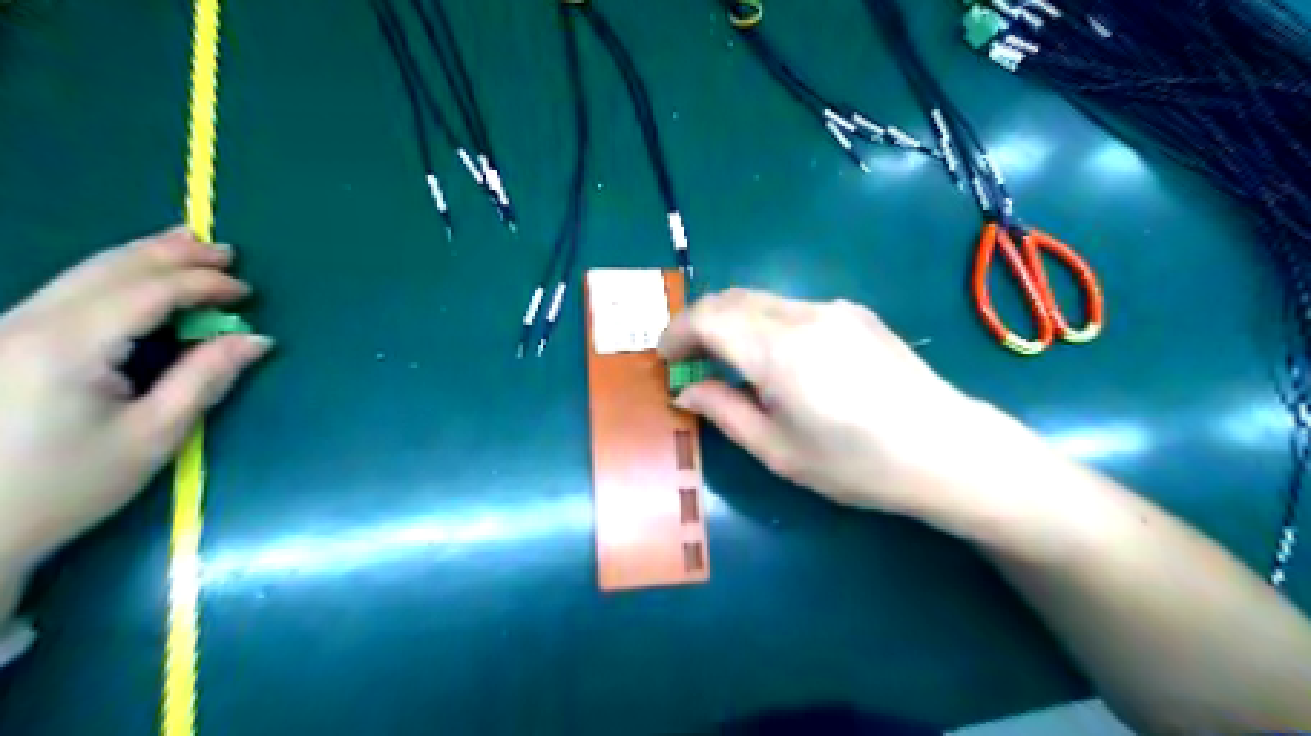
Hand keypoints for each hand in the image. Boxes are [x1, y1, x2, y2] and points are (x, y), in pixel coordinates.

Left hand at [1, 227, 270, 572]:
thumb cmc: (68, 486)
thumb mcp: (153, 435)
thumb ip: (206, 378)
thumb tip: (255, 339)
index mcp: (67, 347)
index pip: (146, 292)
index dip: (202, 284)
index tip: (247, 292)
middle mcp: (27, 323)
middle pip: (108, 269)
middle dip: (170, 254)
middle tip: (225, 250)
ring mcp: (6, 330)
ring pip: (82, 274)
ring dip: (141, 257)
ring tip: (187, 246)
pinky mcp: (3, 342)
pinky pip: (67, 292)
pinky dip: (114, 276)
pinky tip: (137, 276)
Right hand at [661, 291, 1005, 519]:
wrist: (947, 449)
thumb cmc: (857, 463)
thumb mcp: (778, 450)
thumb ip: (723, 411)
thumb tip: (686, 391)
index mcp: (778, 350)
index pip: (707, 317)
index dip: (676, 333)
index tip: (665, 359)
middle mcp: (803, 314)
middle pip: (731, 299)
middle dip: (700, 324)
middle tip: (690, 362)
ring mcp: (833, 308)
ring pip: (761, 300)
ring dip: (732, 323)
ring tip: (730, 364)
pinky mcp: (855, 313)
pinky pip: (792, 307)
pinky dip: (764, 324)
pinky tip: (777, 360)